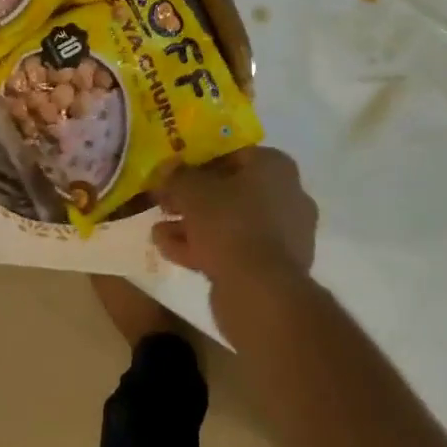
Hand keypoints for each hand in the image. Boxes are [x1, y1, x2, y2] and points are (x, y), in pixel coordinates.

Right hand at [152, 146, 317, 297]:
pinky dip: (204, 248)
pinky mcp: (274, 269)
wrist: (259, 292)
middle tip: (165, 204)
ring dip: (193, 225)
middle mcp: (287, 196)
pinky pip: (234, 250)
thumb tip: (168, 168)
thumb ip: (178, 176)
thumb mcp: (192, 191)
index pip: (233, 155)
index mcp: (275, 167)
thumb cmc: (230, 224)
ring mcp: (283, 236)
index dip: (199, 163)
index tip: (174, 174)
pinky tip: (169, 251)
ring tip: (159, 230)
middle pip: (230, 191)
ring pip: (230, 223)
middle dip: (193, 199)